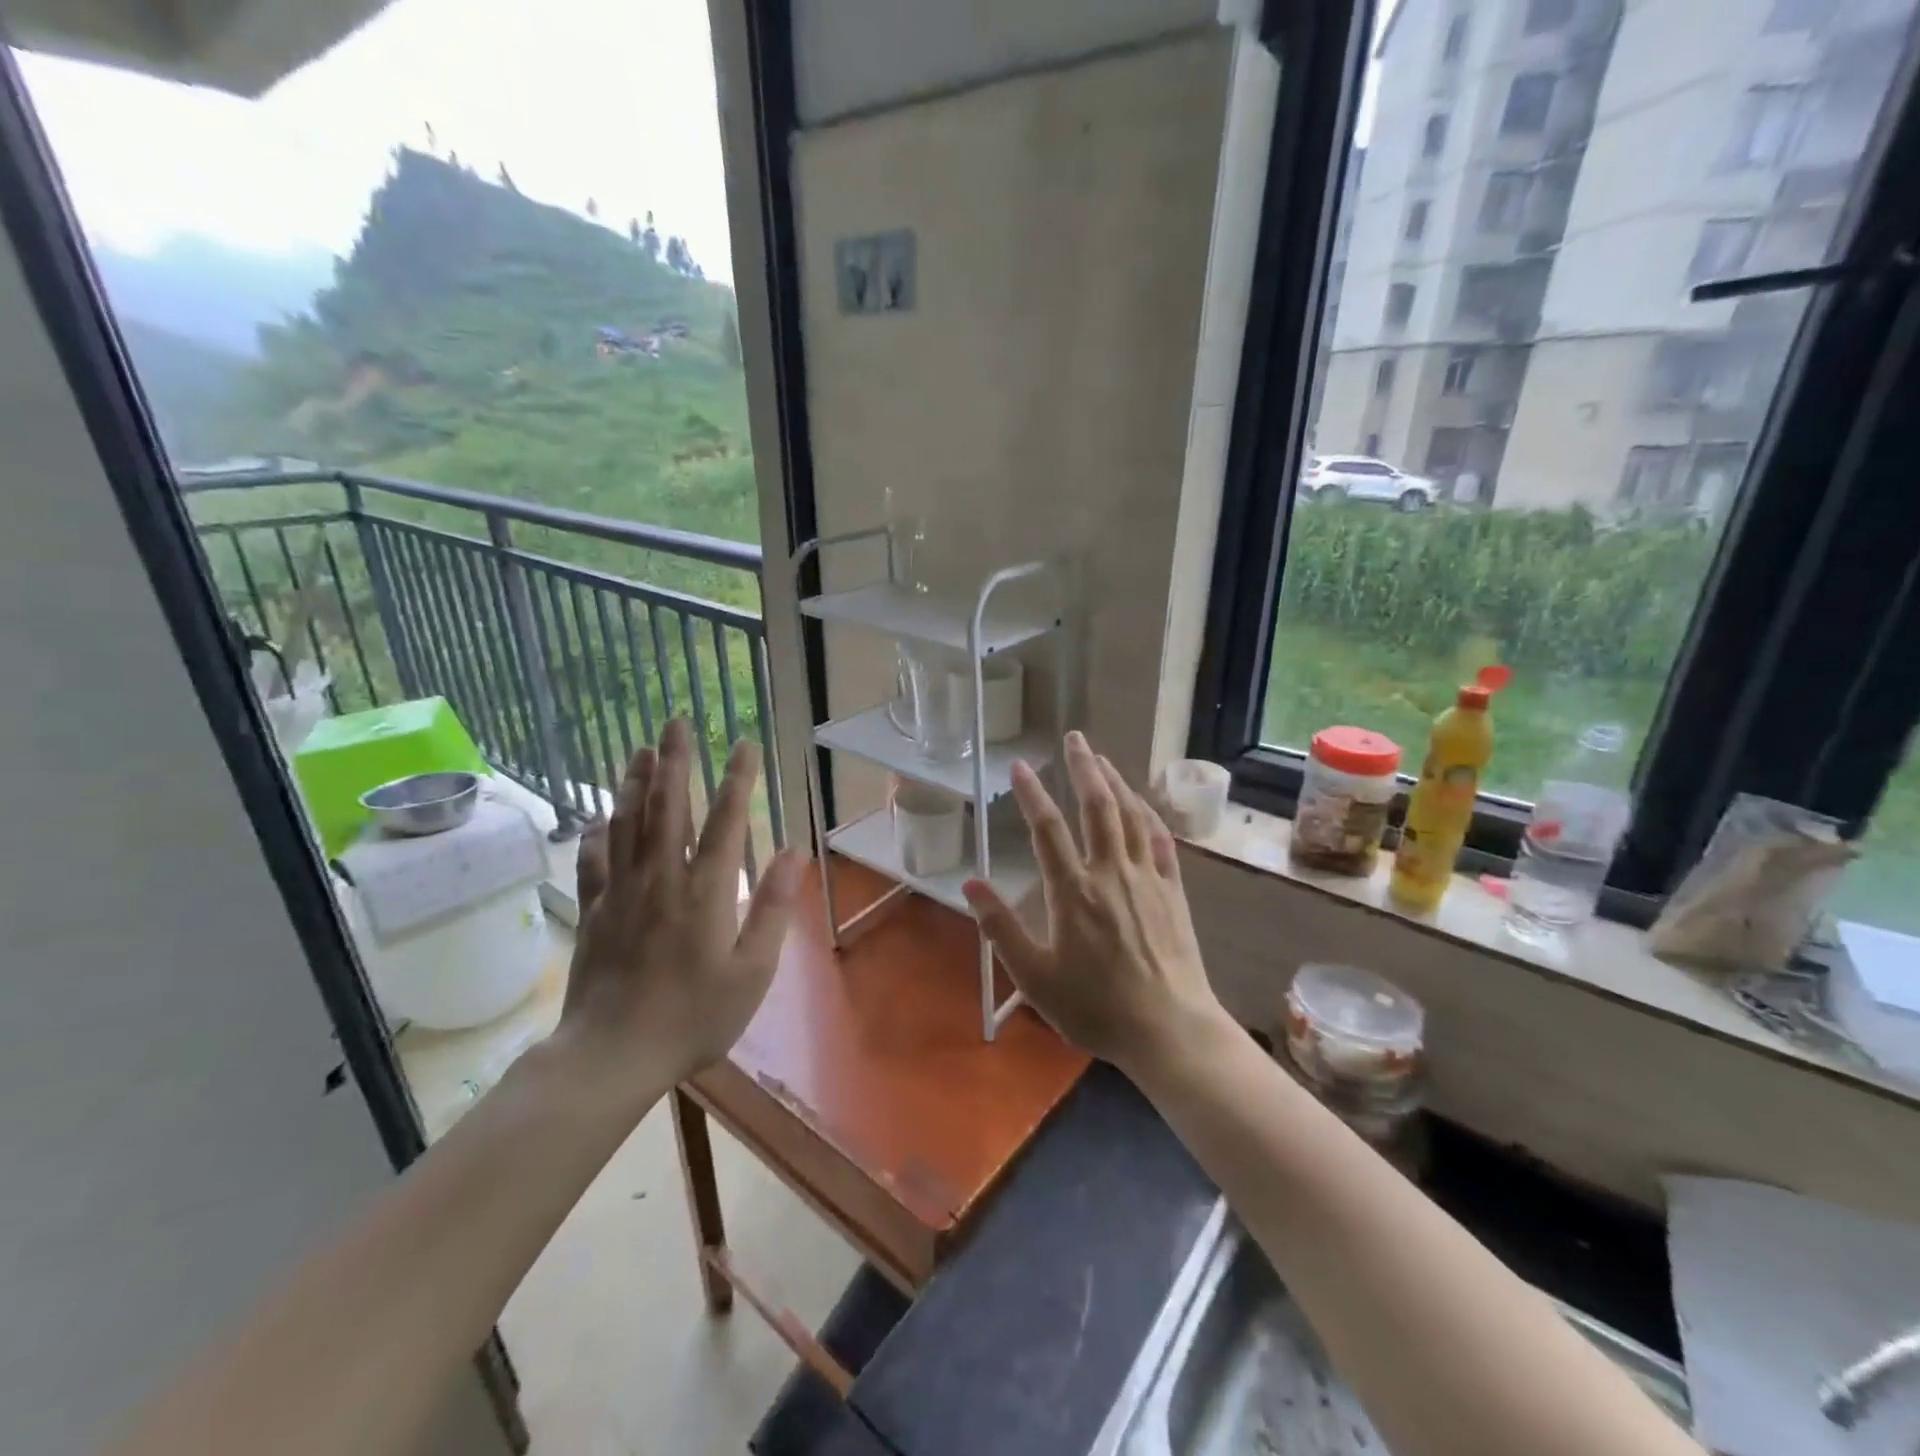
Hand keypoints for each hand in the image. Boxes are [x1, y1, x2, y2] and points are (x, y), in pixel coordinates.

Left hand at [561, 719, 806, 1103]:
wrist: (611, 1056)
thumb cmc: (693, 1018)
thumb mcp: (751, 973)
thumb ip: (772, 909)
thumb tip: (794, 853)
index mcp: (705, 892)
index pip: (725, 822)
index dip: (737, 780)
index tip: (744, 744)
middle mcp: (661, 880)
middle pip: (666, 808)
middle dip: (675, 762)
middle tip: (675, 722)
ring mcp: (621, 893)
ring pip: (627, 824)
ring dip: (635, 783)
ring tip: (641, 750)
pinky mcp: (594, 913)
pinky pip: (594, 862)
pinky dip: (597, 835)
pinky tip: (599, 818)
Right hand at [963, 732, 1229, 1074]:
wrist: (1169, 1030)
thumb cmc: (1095, 1007)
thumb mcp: (1035, 977)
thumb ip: (1001, 928)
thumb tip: (971, 884)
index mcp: (1074, 891)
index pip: (1048, 830)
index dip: (1032, 794)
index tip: (1019, 766)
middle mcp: (1111, 873)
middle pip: (1097, 807)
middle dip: (1084, 768)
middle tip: (1074, 738)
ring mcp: (1147, 878)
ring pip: (1131, 816)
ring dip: (1115, 782)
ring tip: (1102, 758)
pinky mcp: (1173, 891)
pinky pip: (1161, 840)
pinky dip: (1149, 814)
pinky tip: (1142, 804)